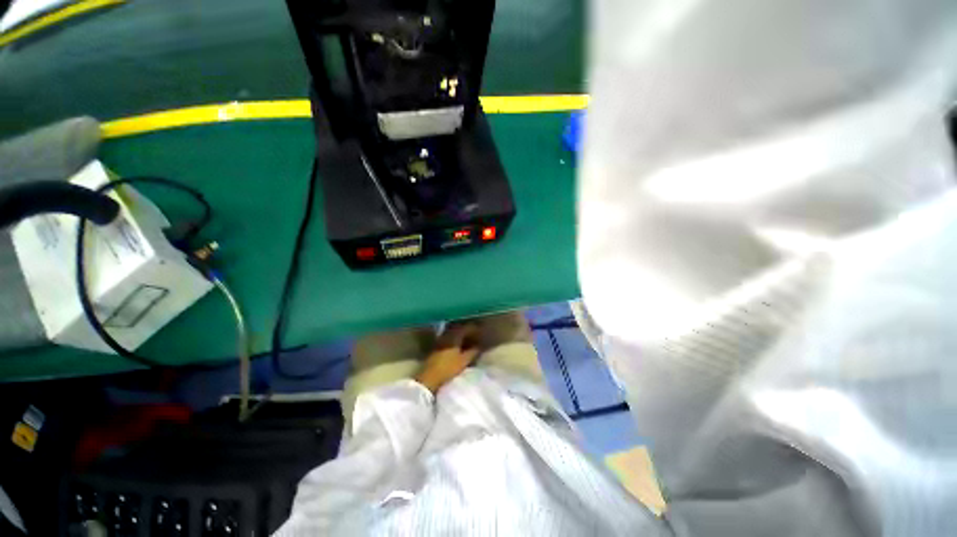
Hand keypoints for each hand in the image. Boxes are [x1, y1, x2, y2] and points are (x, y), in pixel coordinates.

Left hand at [414, 323, 480, 393]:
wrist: (428, 378)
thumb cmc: (448, 368)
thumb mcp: (464, 361)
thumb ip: (473, 351)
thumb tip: (480, 345)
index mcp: (454, 335)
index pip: (467, 327)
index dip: (475, 329)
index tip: (482, 332)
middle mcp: (446, 334)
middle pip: (459, 328)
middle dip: (468, 330)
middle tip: (476, 335)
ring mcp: (440, 339)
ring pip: (453, 333)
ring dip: (461, 335)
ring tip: (469, 340)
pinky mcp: (436, 346)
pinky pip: (449, 338)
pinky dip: (456, 339)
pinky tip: (459, 345)